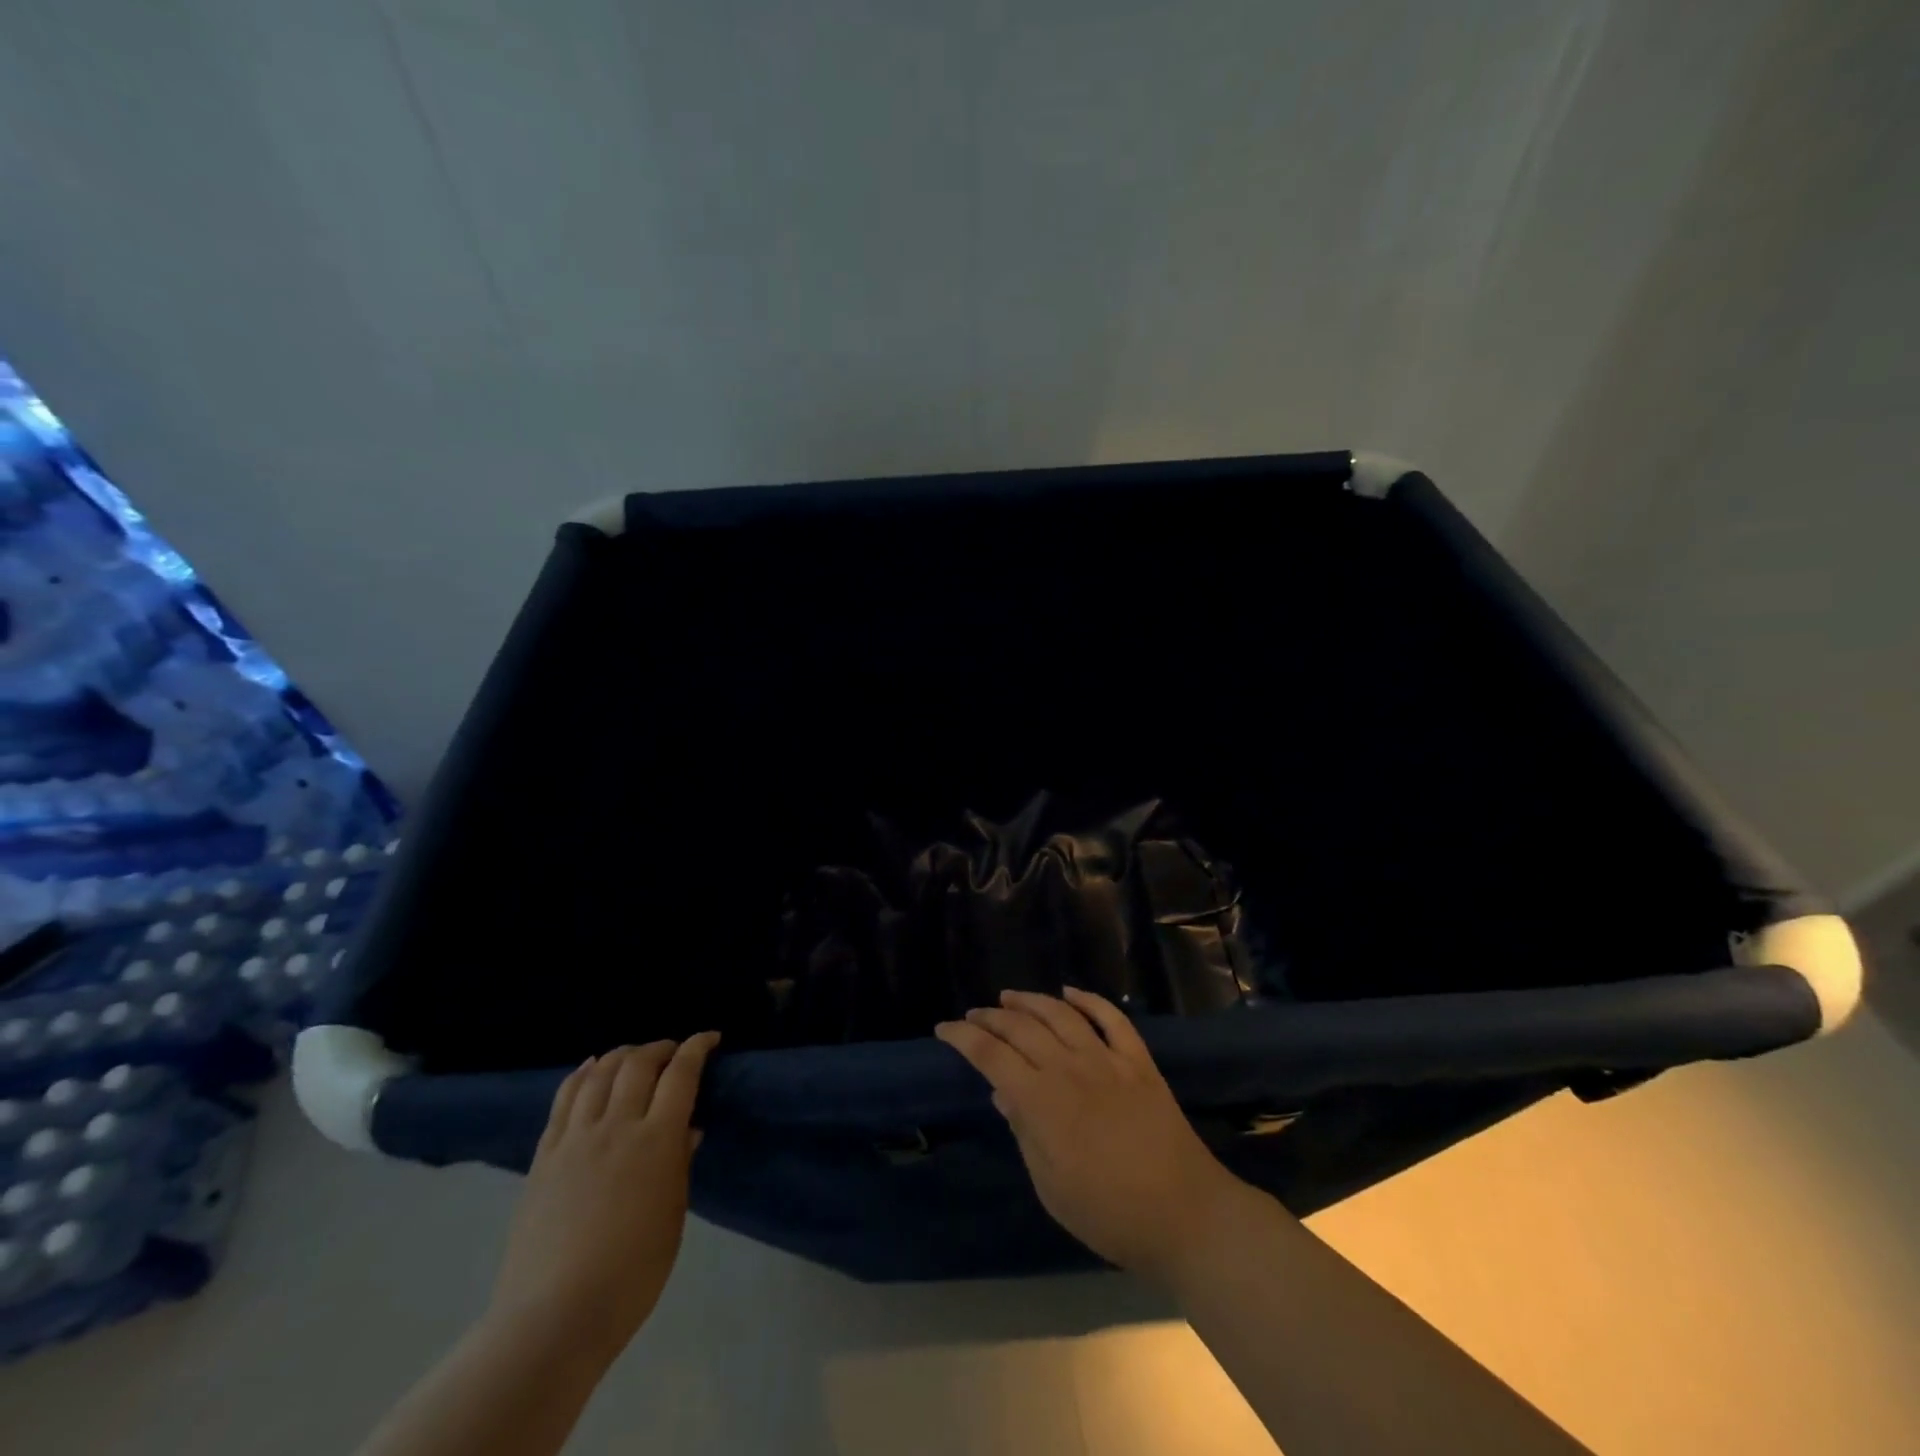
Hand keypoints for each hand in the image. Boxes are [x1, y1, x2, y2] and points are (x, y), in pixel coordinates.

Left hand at [486, 1035, 719, 1364]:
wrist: (553, 1318)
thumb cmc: (631, 1275)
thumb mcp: (672, 1217)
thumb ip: (679, 1165)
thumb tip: (686, 1130)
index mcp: (656, 1141)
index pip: (681, 1074)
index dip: (697, 1047)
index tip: (709, 1038)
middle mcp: (616, 1126)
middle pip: (638, 1063)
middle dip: (660, 1047)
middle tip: (674, 1051)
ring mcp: (575, 1139)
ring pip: (599, 1073)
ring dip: (622, 1054)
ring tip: (635, 1056)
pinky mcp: (544, 1156)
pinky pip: (564, 1099)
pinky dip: (582, 1074)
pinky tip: (590, 1068)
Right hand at [935, 988, 1250, 1280]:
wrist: (1183, 1215)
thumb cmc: (1108, 1213)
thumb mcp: (1050, 1186)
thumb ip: (1024, 1133)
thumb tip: (1002, 1093)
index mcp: (1042, 1101)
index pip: (992, 1056)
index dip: (964, 1038)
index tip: (944, 1029)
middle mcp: (1070, 1068)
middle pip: (1022, 1027)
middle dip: (991, 1017)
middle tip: (973, 1014)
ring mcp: (1107, 1059)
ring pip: (1061, 1014)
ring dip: (1031, 1001)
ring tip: (1009, 997)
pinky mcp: (1138, 1061)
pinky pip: (1111, 1018)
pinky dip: (1088, 999)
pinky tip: (1070, 993)